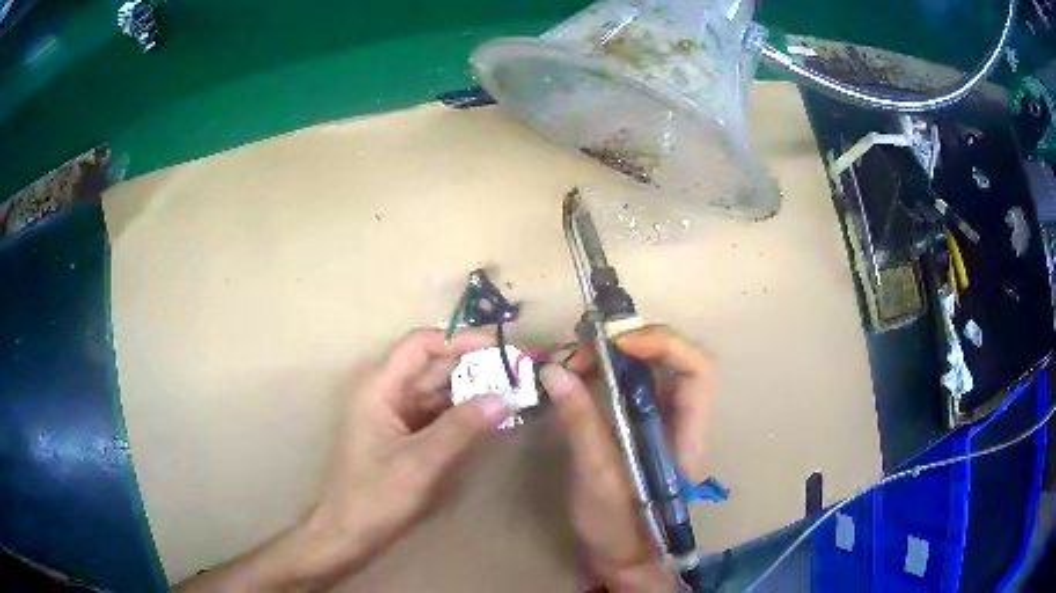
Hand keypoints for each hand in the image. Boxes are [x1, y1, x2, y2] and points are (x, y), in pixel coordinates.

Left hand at [179, 329, 508, 591]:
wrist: (340, 537)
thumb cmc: (368, 503)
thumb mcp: (419, 470)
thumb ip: (459, 431)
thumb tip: (500, 397)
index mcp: (377, 389)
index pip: (420, 344)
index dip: (459, 342)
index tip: (499, 353)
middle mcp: (381, 394)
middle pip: (430, 364)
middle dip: (471, 366)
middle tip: (514, 379)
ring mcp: (389, 417)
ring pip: (433, 389)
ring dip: (466, 391)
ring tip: (506, 400)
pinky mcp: (396, 438)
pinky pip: (432, 414)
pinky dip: (458, 414)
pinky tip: (481, 425)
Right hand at [540, 325, 714, 591]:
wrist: (623, 558)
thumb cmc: (618, 529)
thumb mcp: (596, 479)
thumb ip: (581, 423)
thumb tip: (554, 371)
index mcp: (688, 438)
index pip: (699, 371)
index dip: (664, 344)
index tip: (616, 343)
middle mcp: (685, 422)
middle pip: (675, 360)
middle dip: (631, 344)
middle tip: (582, 350)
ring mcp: (666, 423)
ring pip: (652, 369)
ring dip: (615, 355)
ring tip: (573, 362)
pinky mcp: (645, 426)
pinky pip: (633, 385)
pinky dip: (607, 372)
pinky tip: (578, 377)